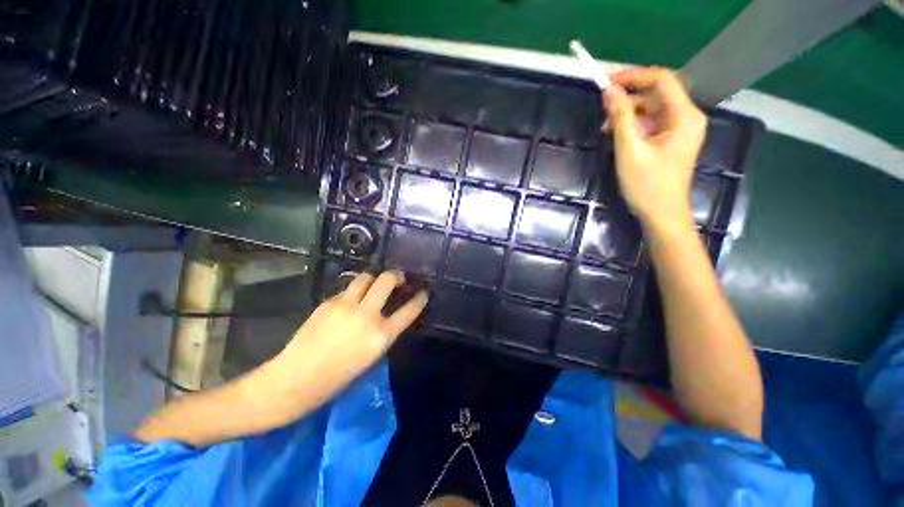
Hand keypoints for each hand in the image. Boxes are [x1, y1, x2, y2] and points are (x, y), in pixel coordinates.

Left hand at [260, 271, 427, 417]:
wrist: (294, 380)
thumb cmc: (337, 378)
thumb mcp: (371, 358)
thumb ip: (384, 333)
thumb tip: (389, 315)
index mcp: (381, 336)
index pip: (409, 310)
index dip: (420, 298)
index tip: (424, 291)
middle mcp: (366, 315)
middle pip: (387, 280)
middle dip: (396, 275)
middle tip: (397, 279)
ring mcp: (345, 305)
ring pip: (366, 277)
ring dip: (374, 278)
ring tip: (373, 285)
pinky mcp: (328, 302)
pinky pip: (348, 289)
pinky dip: (354, 291)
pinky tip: (350, 300)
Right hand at [602, 68, 706, 232]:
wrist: (662, 215)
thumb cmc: (647, 185)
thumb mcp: (630, 149)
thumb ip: (620, 117)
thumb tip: (609, 90)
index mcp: (684, 116)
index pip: (661, 80)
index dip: (634, 76)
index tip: (607, 82)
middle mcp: (686, 118)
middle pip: (657, 94)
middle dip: (629, 97)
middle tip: (603, 108)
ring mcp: (679, 130)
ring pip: (652, 109)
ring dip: (628, 113)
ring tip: (605, 127)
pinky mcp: (670, 142)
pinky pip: (651, 124)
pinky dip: (633, 125)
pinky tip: (617, 135)